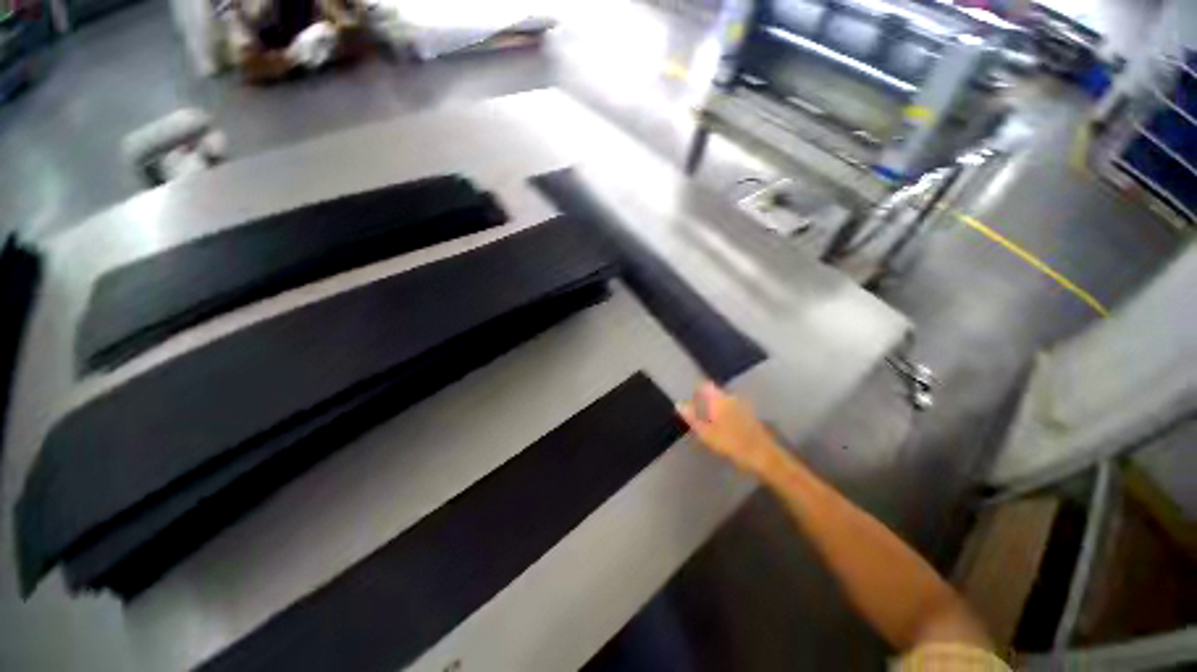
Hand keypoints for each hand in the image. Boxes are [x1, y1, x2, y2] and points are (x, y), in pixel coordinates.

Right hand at [676, 382, 783, 477]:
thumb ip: (692, 417)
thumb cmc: (732, 443)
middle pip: (714, 392)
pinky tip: (723, 427)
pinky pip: (732, 408)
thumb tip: (679, 404)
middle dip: (704, 400)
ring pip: (723, 401)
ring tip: (707, 421)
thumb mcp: (706, 433)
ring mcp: (742, 405)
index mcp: (718, 399)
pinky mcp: (750, 415)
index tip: (689, 399)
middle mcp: (730, 397)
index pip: (704, 386)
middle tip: (696, 413)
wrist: (764, 455)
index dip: (695, 390)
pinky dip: (724, 414)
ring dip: (715, 408)